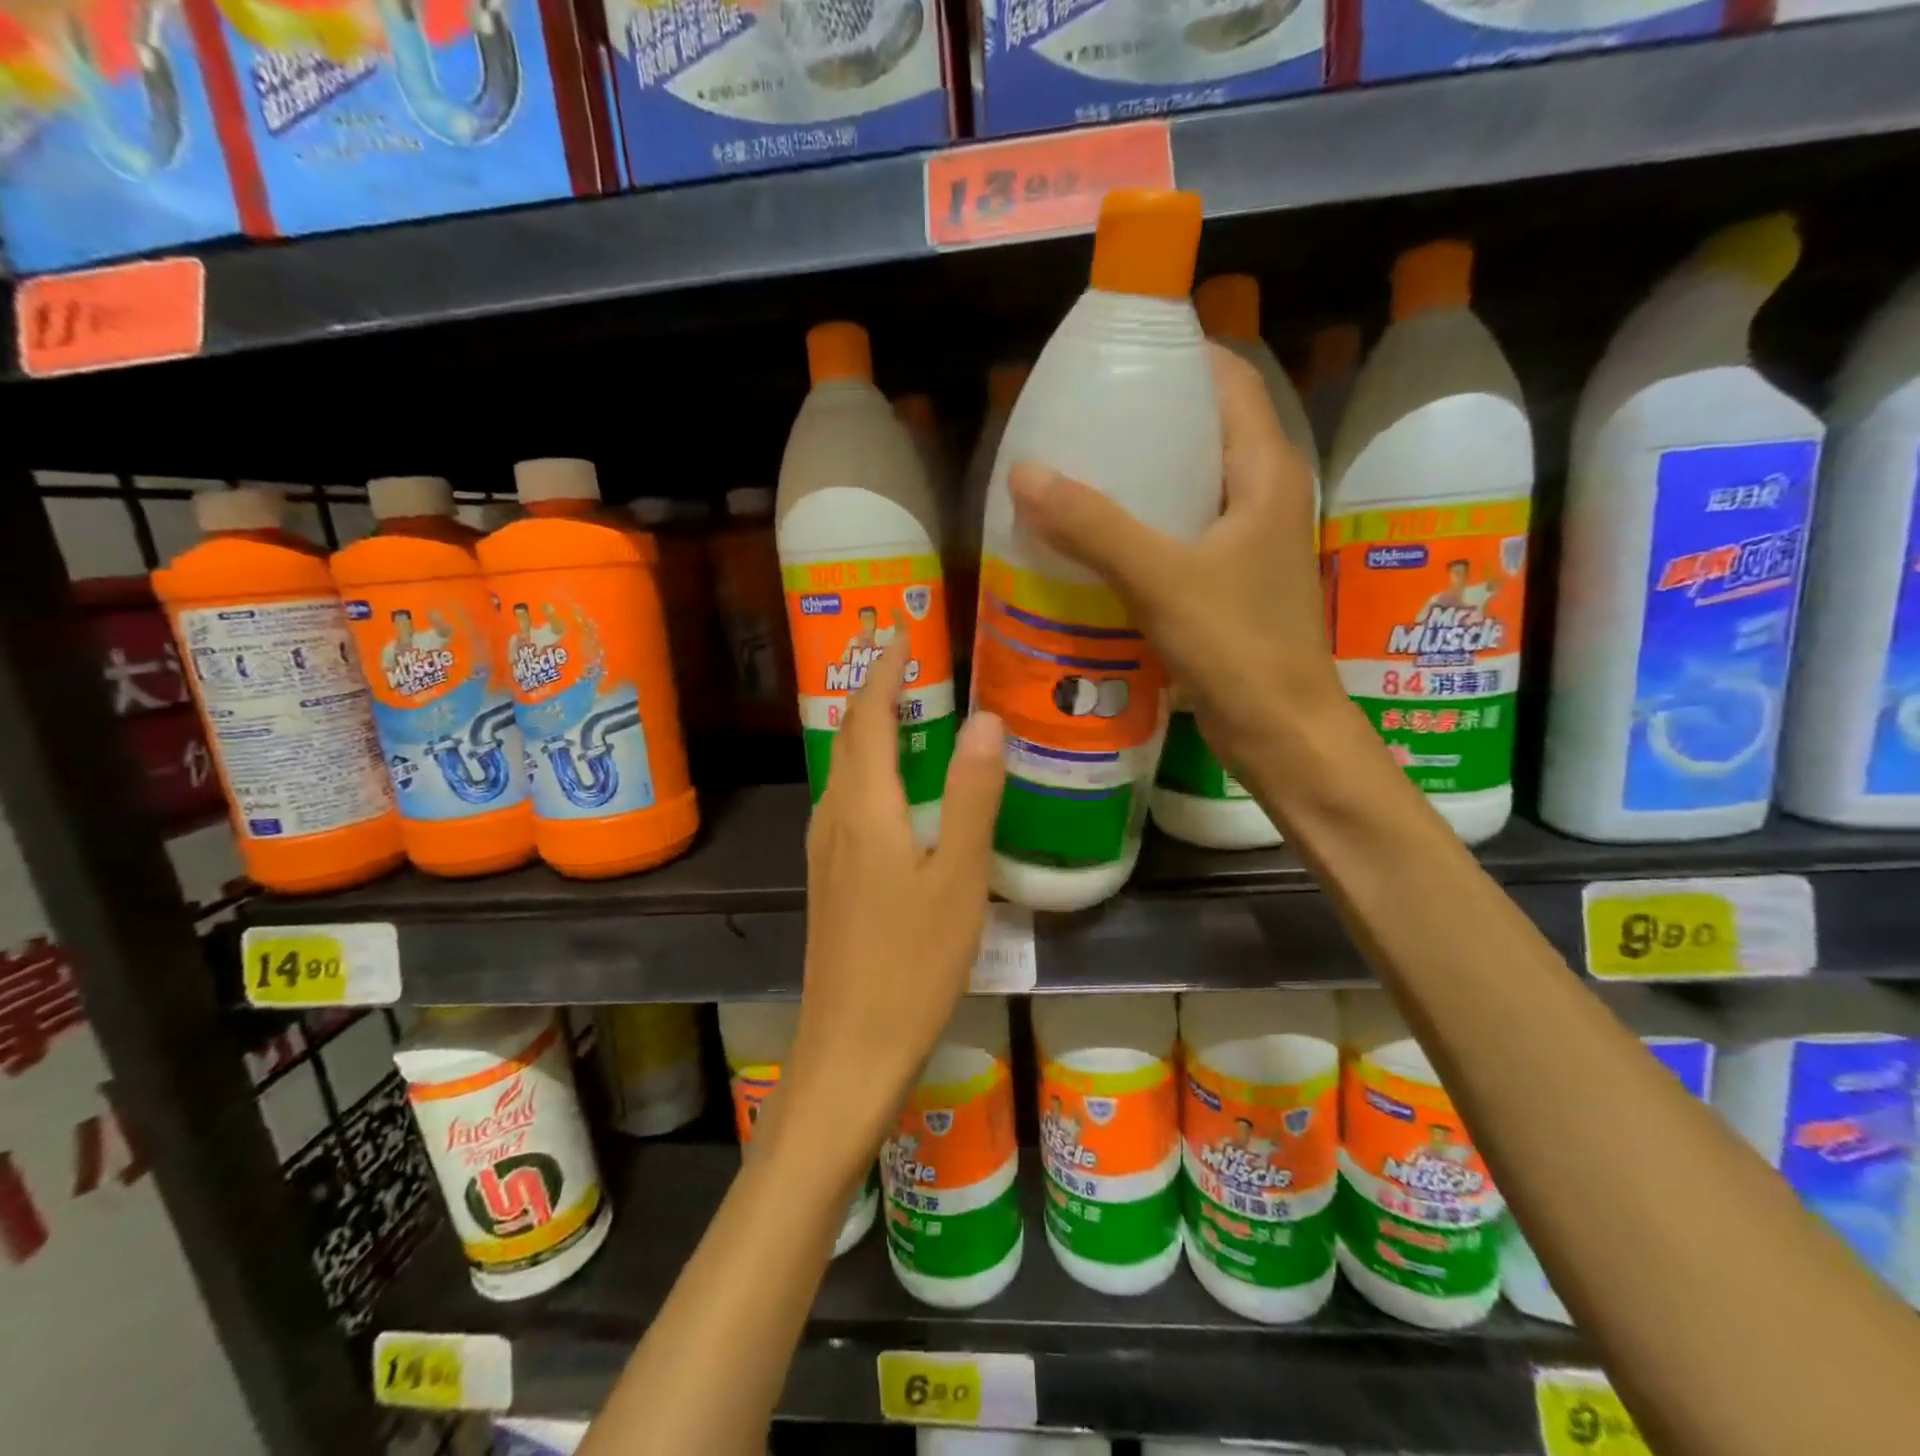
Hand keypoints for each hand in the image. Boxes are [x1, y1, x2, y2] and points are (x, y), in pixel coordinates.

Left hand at [784, 633, 1005, 1159]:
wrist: (850, 1047)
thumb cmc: (911, 964)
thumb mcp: (958, 879)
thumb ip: (972, 797)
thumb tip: (984, 719)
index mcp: (864, 808)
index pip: (868, 717)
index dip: (884, 672)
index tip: (901, 633)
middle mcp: (834, 817)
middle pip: (849, 736)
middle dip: (873, 690)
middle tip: (907, 658)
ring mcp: (826, 850)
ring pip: (845, 769)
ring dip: (869, 729)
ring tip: (906, 708)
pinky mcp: (830, 878)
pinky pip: (847, 800)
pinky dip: (871, 770)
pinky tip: (898, 789)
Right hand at [1007, 344, 1339, 773]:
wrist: (1280, 730)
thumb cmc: (1238, 647)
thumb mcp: (1162, 579)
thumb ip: (1094, 526)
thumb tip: (1023, 474)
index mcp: (1266, 471)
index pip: (1229, 380)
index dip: (1178, 357)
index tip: (1115, 358)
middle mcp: (1261, 496)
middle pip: (1203, 431)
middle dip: (1145, 421)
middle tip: (1078, 421)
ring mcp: (1245, 544)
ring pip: (1188, 488)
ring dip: (1138, 481)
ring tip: (1074, 475)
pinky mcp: (1227, 584)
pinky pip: (1178, 536)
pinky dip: (1139, 530)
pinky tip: (1093, 543)